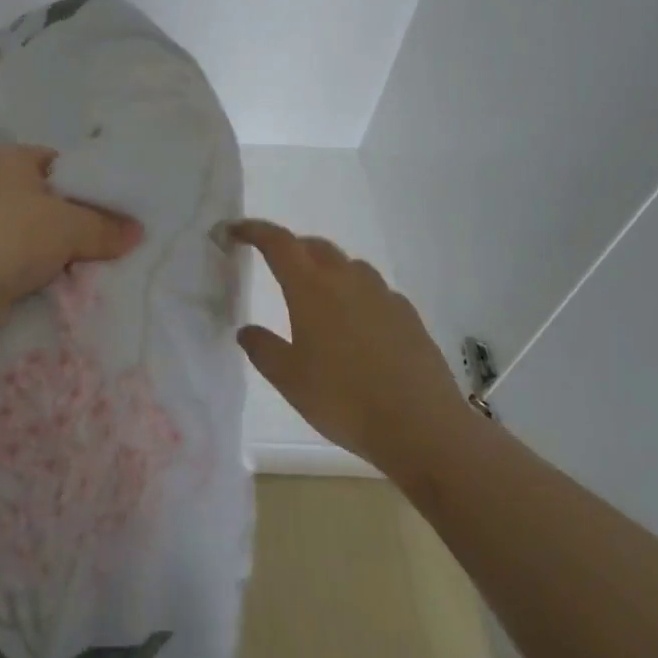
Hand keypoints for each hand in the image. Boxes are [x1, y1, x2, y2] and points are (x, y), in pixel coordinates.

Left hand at [0, 144, 142, 326]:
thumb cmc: (8, 237)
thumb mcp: (68, 227)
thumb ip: (105, 227)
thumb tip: (137, 232)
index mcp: (4, 155)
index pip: (57, 162)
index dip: (86, 187)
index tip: (110, 214)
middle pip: (41, 197)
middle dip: (69, 221)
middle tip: (101, 242)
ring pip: (24, 228)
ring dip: (47, 248)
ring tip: (78, 266)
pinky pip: (6, 253)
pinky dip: (25, 266)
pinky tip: (46, 282)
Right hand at [232, 220, 468, 477]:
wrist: (423, 427)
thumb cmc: (344, 400)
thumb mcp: (289, 379)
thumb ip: (263, 349)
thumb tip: (246, 330)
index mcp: (311, 288)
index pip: (278, 242)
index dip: (254, 230)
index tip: (235, 230)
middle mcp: (347, 279)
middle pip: (314, 246)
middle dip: (291, 247)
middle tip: (275, 263)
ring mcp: (382, 295)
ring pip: (348, 265)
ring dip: (326, 268)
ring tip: (317, 294)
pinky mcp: (408, 315)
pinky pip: (375, 291)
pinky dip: (357, 294)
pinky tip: (357, 324)